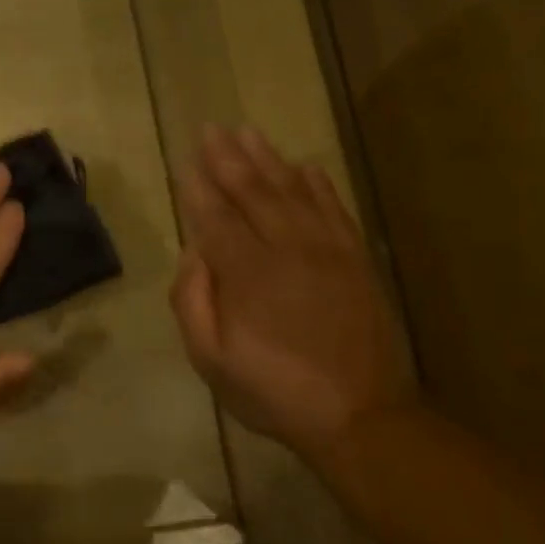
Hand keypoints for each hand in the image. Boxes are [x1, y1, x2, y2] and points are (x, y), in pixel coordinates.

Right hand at [170, 124, 415, 461]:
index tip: (184, 159)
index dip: (197, 187)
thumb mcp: (210, 359)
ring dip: (268, 159)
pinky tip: (304, 166)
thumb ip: (192, 301)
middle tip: (211, 129)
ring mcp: (327, 251)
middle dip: (228, 159)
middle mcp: (286, 249)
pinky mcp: (355, 260)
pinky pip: (334, 209)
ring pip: (293, 192)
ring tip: (248, 133)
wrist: (359, 415)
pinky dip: (317, 184)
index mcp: (246, 274)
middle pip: (252, 192)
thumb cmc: (272, 390)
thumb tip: (192, 254)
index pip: (215, 217)